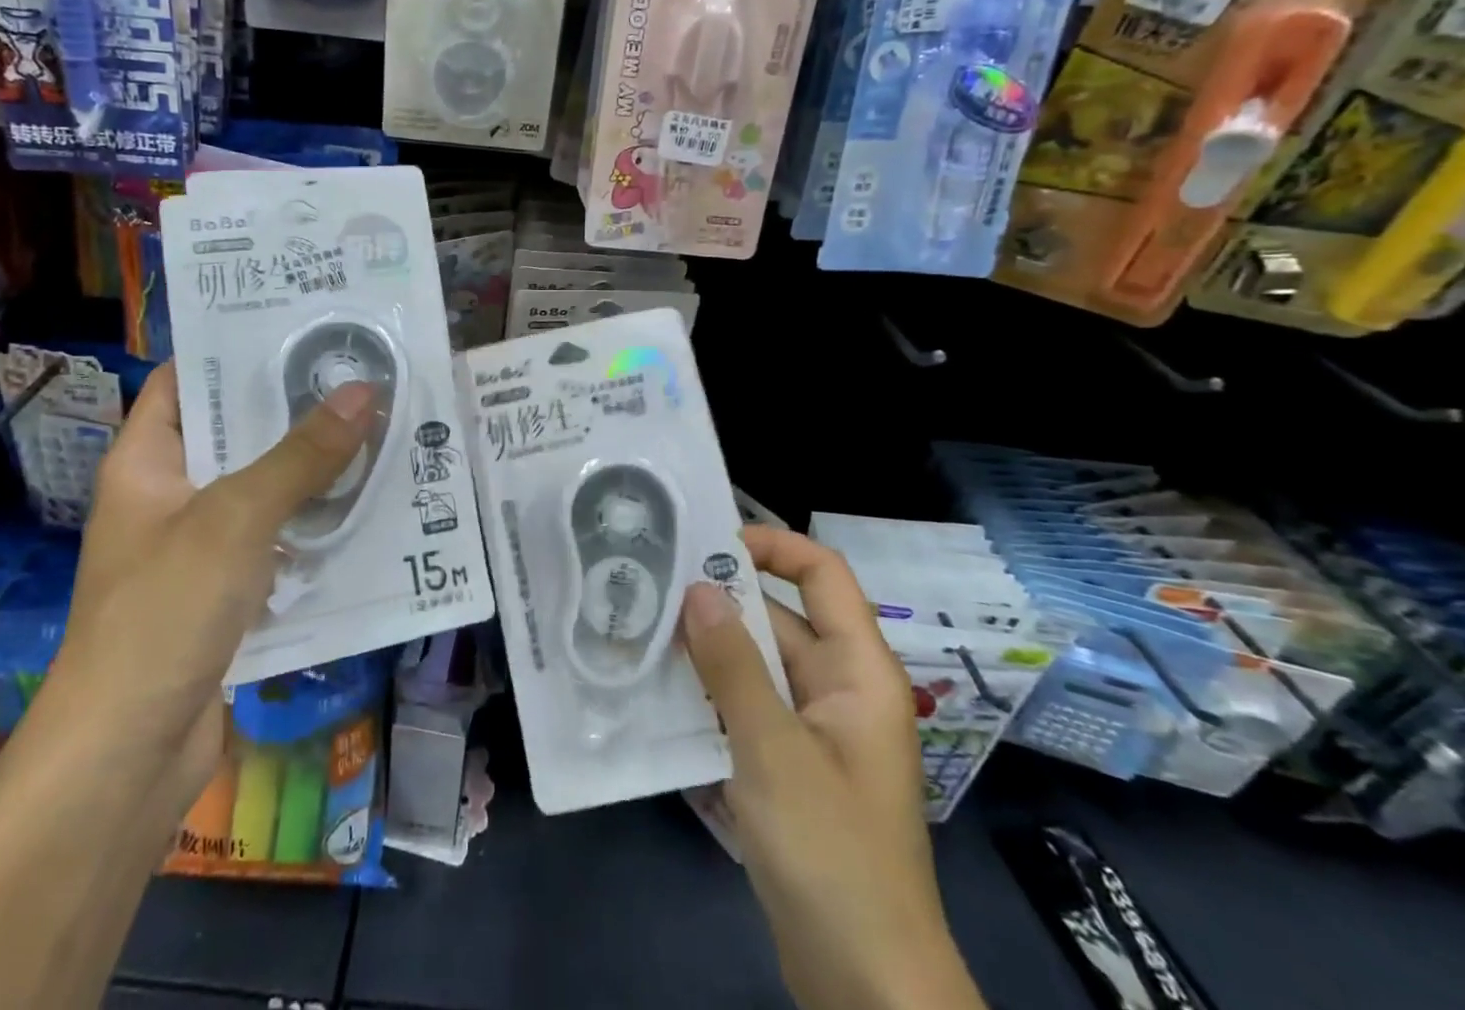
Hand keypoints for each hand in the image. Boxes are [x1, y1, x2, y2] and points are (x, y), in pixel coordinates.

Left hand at [52, 360, 379, 807]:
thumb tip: (364, 390)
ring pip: (262, 489)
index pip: (184, 381)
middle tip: (361, 373)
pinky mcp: (226, 592)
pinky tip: (366, 508)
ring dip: (312, 468)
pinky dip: (312, 524)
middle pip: (235, 434)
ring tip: (378, 428)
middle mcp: (169, 496)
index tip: (300, 326)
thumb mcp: (237, 518)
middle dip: (294, 408)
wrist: (126, 759)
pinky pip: (276, 540)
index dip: (233, 350)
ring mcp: (197, 547)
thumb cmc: (164, 612)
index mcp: (147, 462)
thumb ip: (302, 456)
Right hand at [680, 526, 985, 1009]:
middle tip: (650, 585)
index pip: (823, 574)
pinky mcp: (790, 766)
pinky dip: (709, 697)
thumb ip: (732, 666)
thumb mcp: (772, 750)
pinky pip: (747, 708)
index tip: (709, 541)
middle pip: (779, 618)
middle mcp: (838, 688)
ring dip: (707, 652)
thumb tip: (697, 586)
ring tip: (641, 631)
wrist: (865, 986)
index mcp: (858, 671)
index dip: (773, 545)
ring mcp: (813, 730)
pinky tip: (659, 695)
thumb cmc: (831, 853)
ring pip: (756, 665)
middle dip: (719, 602)